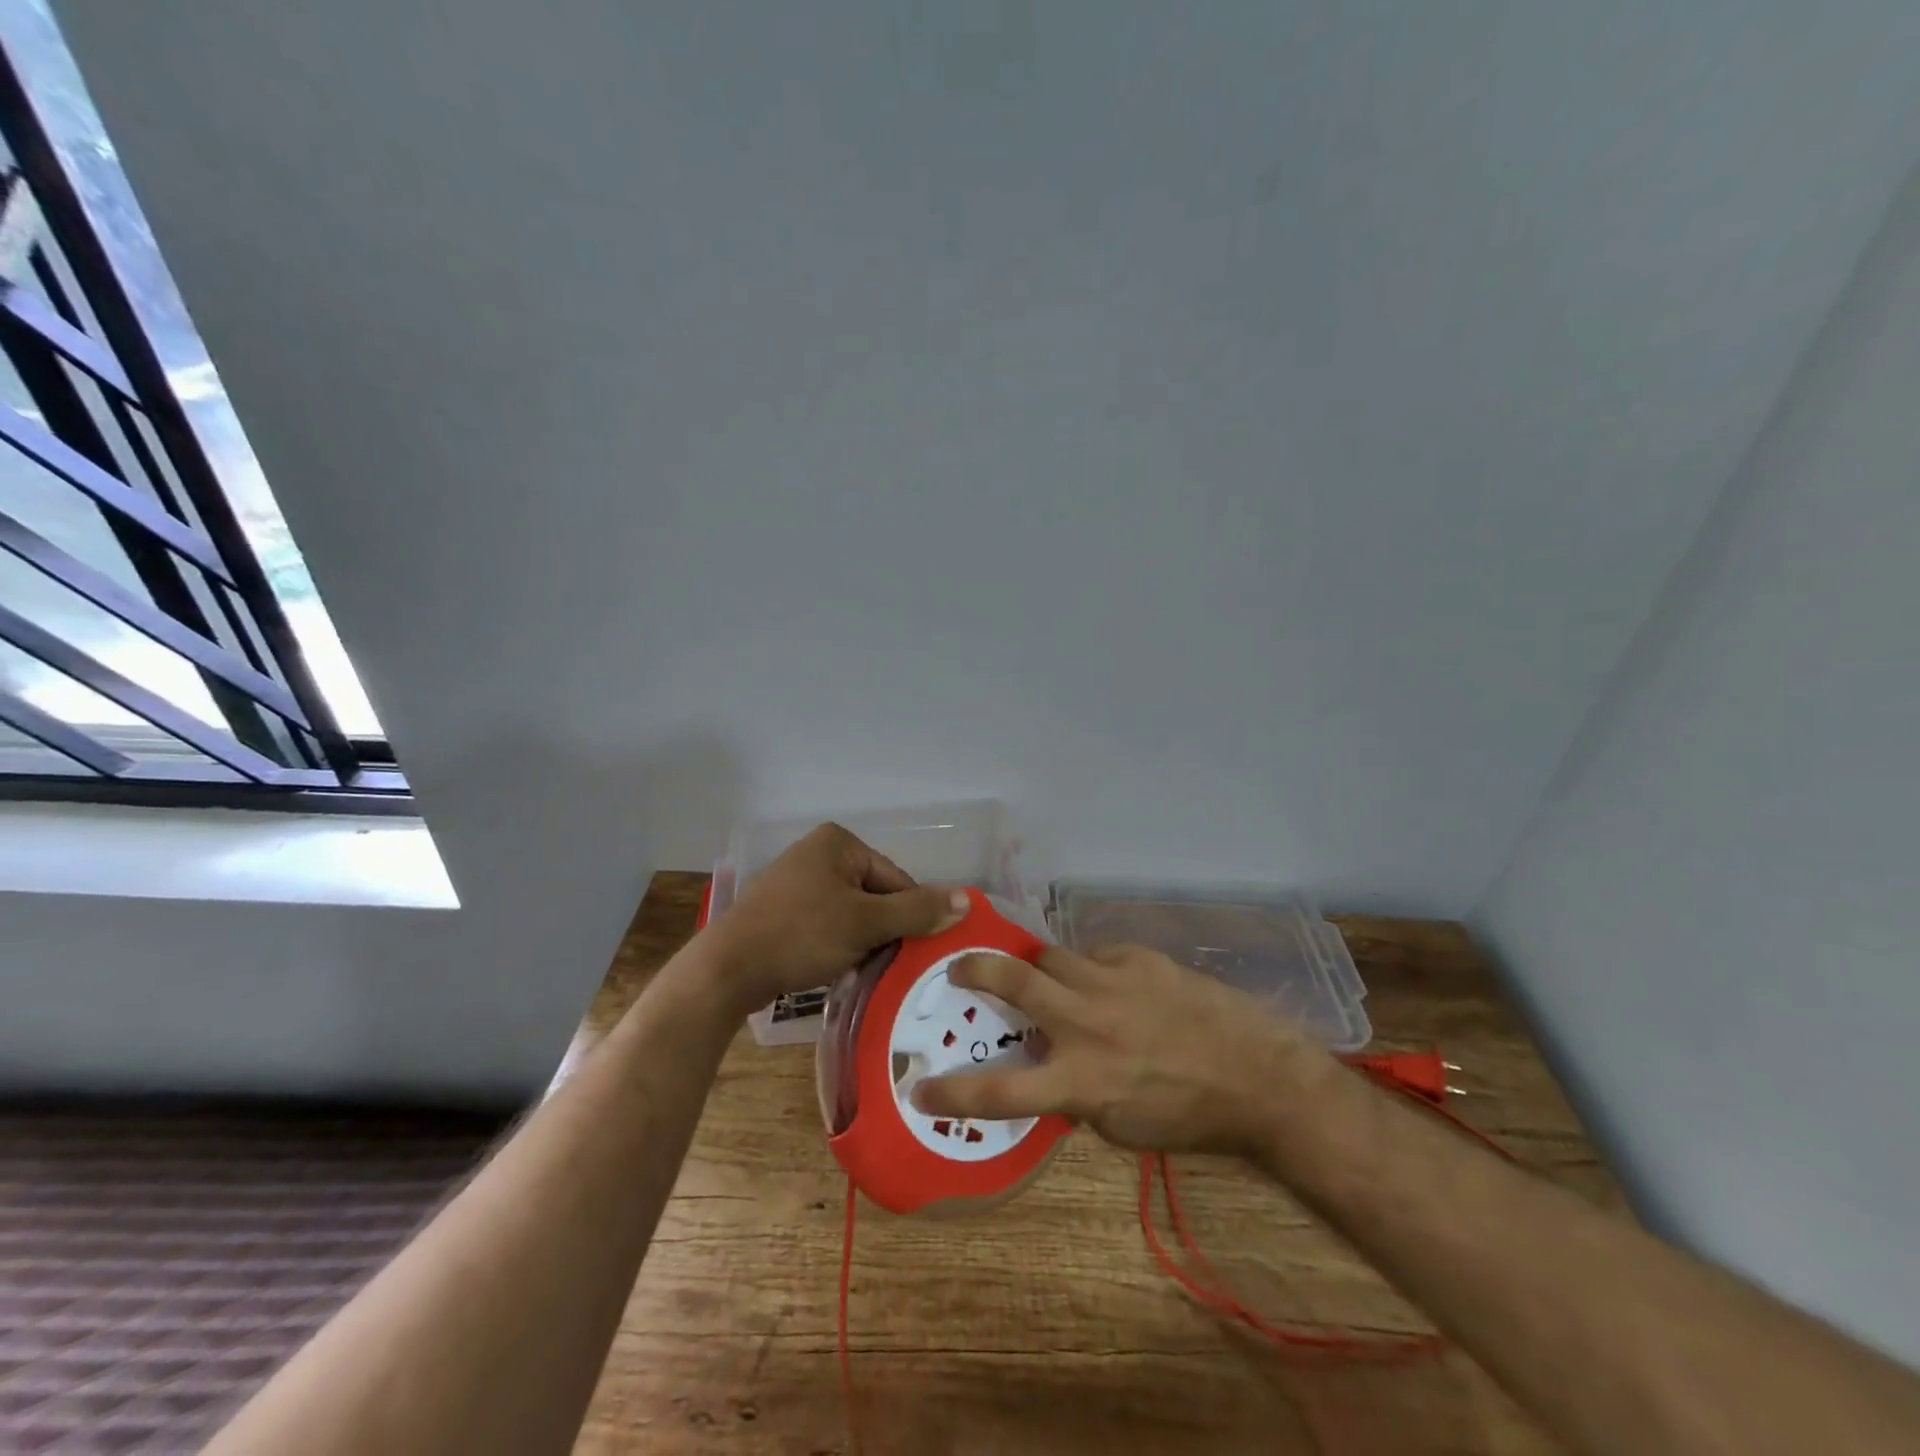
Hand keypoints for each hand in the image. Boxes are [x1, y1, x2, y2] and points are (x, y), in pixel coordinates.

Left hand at [702, 822, 969, 1014]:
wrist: (727, 969)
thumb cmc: (801, 935)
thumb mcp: (866, 923)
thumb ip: (917, 911)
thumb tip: (967, 900)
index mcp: (839, 843)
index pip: (896, 879)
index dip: (908, 917)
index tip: (908, 951)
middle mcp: (817, 852)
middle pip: (874, 895)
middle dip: (881, 931)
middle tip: (882, 964)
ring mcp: (795, 880)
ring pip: (850, 913)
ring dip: (860, 941)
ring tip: (857, 970)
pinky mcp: (780, 909)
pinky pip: (824, 923)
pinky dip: (834, 945)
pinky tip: (832, 968)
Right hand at [911, 943, 1337, 1156]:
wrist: (1256, 1076)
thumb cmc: (1186, 1116)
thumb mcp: (1119, 1125)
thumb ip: (1073, 1093)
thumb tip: (1045, 1066)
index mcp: (1080, 1081)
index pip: (1000, 1091)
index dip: (953, 1091)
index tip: (919, 1085)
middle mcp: (1085, 1024)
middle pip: (1013, 980)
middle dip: (976, 969)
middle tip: (959, 968)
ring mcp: (1111, 982)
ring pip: (1051, 955)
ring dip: (1040, 967)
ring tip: (1048, 978)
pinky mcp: (1137, 958)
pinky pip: (1095, 955)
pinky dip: (1091, 970)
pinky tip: (1111, 985)